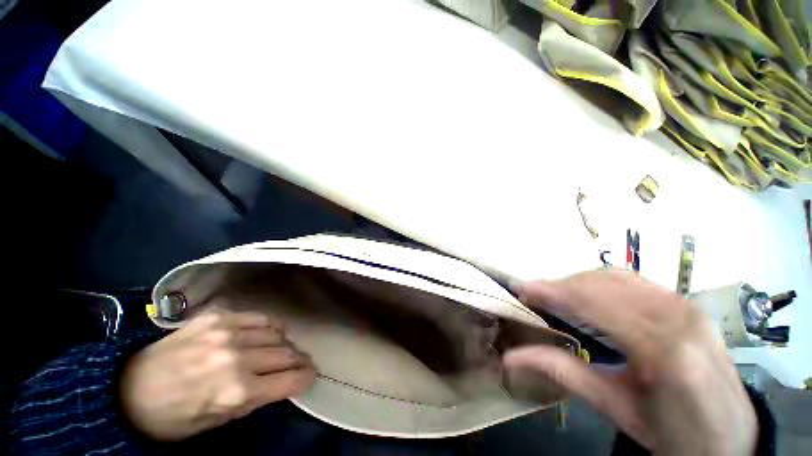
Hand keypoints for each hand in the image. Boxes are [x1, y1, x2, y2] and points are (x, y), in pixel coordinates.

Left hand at [119, 309, 315, 440]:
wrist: (127, 389)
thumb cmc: (172, 417)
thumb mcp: (217, 421)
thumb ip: (254, 399)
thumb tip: (282, 382)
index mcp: (236, 391)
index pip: (291, 379)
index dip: (306, 377)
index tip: (311, 376)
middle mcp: (237, 358)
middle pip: (287, 353)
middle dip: (299, 360)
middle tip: (299, 363)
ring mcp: (227, 333)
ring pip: (277, 332)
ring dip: (284, 343)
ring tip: (281, 349)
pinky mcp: (217, 317)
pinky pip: (258, 317)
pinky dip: (268, 326)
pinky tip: (264, 334)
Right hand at [504, 270, 756, 454]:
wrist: (732, 439)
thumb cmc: (674, 434)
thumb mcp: (616, 408)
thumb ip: (563, 372)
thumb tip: (511, 356)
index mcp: (664, 350)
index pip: (595, 304)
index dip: (553, 292)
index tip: (522, 288)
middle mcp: (679, 317)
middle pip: (604, 283)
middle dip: (561, 284)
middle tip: (534, 293)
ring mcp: (687, 306)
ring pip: (618, 276)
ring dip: (579, 281)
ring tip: (556, 294)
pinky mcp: (688, 304)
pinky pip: (634, 280)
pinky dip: (601, 282)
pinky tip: (589, 294)